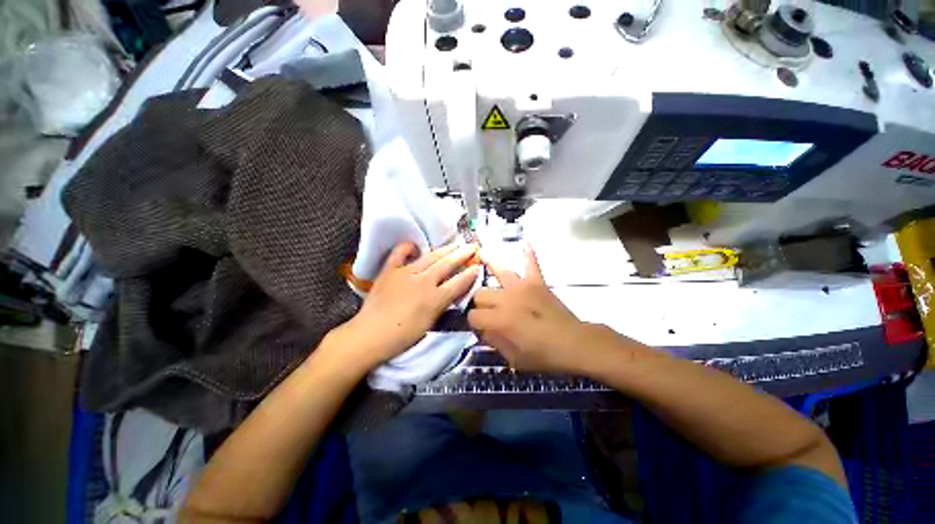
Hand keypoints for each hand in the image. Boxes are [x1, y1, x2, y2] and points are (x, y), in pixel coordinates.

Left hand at [340, 242, 479, 369]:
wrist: (370, 334)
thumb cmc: (402, 336)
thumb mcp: (430, 323)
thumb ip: (443, 304)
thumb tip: (453, 291)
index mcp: (434, 298)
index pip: (458, 282)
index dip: (470, 274)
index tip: (478, 266)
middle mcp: (423, 281)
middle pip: (447, 264)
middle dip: (462, 254)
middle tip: (472, 246)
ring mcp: (405, 273)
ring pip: (430, 257)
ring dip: (445, 249)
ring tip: (455, 244)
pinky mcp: (390, 270)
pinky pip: (399, 253)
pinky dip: (408, 247)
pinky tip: (416, 246)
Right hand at [468, 245, 593, 373]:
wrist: (574, 344)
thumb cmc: (543, 355)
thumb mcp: (513, 358)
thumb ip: (493, 341)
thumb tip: (480, 329)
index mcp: (499, 319)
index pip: (473, 316)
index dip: (472, 323)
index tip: (478, 328)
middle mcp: (507, 299)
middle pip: (481, 293)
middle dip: (478, 303)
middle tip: (485, 310)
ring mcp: (522, 287)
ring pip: (498, 273)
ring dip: (490, 266)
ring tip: (481, 255)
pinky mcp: (537, 282)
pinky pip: (531, 264)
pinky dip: (528, 255)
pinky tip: (525, 243)